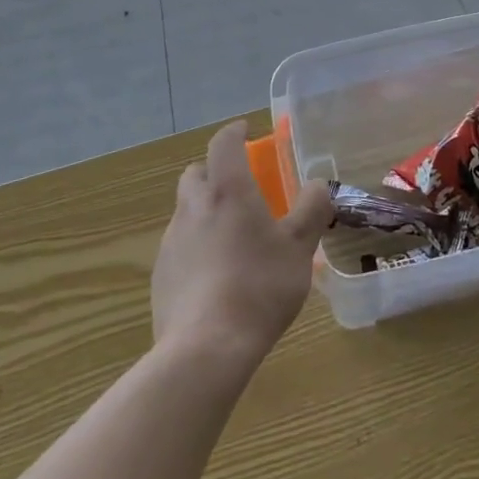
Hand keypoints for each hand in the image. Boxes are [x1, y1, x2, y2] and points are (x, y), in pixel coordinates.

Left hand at [151, 121, 333, 367]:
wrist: (206, 348)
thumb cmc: (260, 286)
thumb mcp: (299, 248)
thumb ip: (311, 210)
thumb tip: (318, 184)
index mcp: (227, 190)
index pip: (224, 143)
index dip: (234, 133)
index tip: (245, 131)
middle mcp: (193, 207)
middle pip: (196, 174)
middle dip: (214, 172)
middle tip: (239, 188)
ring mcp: (171, 241)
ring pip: (186, 211)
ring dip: (205, 212)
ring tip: (231, 238)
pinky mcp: (160, 275)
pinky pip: (179, 247)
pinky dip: (195, 248)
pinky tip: (215, 277)